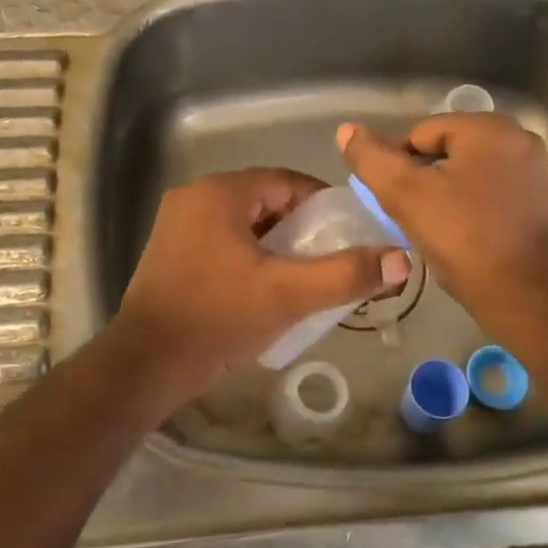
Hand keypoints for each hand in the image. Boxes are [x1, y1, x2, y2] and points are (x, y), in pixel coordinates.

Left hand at [111, 168, 409, 406]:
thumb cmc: (217, 319)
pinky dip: (248, 254)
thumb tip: (401, 259)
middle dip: (300, 228)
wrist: (146, 365)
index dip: (323, 205)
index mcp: (220, 193)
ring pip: (244, 222)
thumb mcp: (288, 295)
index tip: (348, 235)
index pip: (287, 182)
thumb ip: (345, 274)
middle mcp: (194, 197)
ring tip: (302, 277)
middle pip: (265, 201)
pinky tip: (263, 287)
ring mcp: (177, 224)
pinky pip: (222, 239)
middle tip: (328, 260)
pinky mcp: (170, 251)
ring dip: (275, 243)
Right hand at [338, 114, 547, 339]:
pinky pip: (487, 189)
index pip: (419, 133)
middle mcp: (517, 137)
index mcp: (489, 128)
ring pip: (464, 171)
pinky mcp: (538, 197)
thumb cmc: (464, 240)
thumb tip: (347, 130)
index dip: (398, 166)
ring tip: (434, 228)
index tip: (395, 202)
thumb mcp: (406, 196)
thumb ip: (372, 159)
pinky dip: (468, 205)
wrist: (525, 299)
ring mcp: (532, 168)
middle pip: (444, 149)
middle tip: (412, 216)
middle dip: (422, 179)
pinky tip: (460, 233)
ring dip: (443, 193)